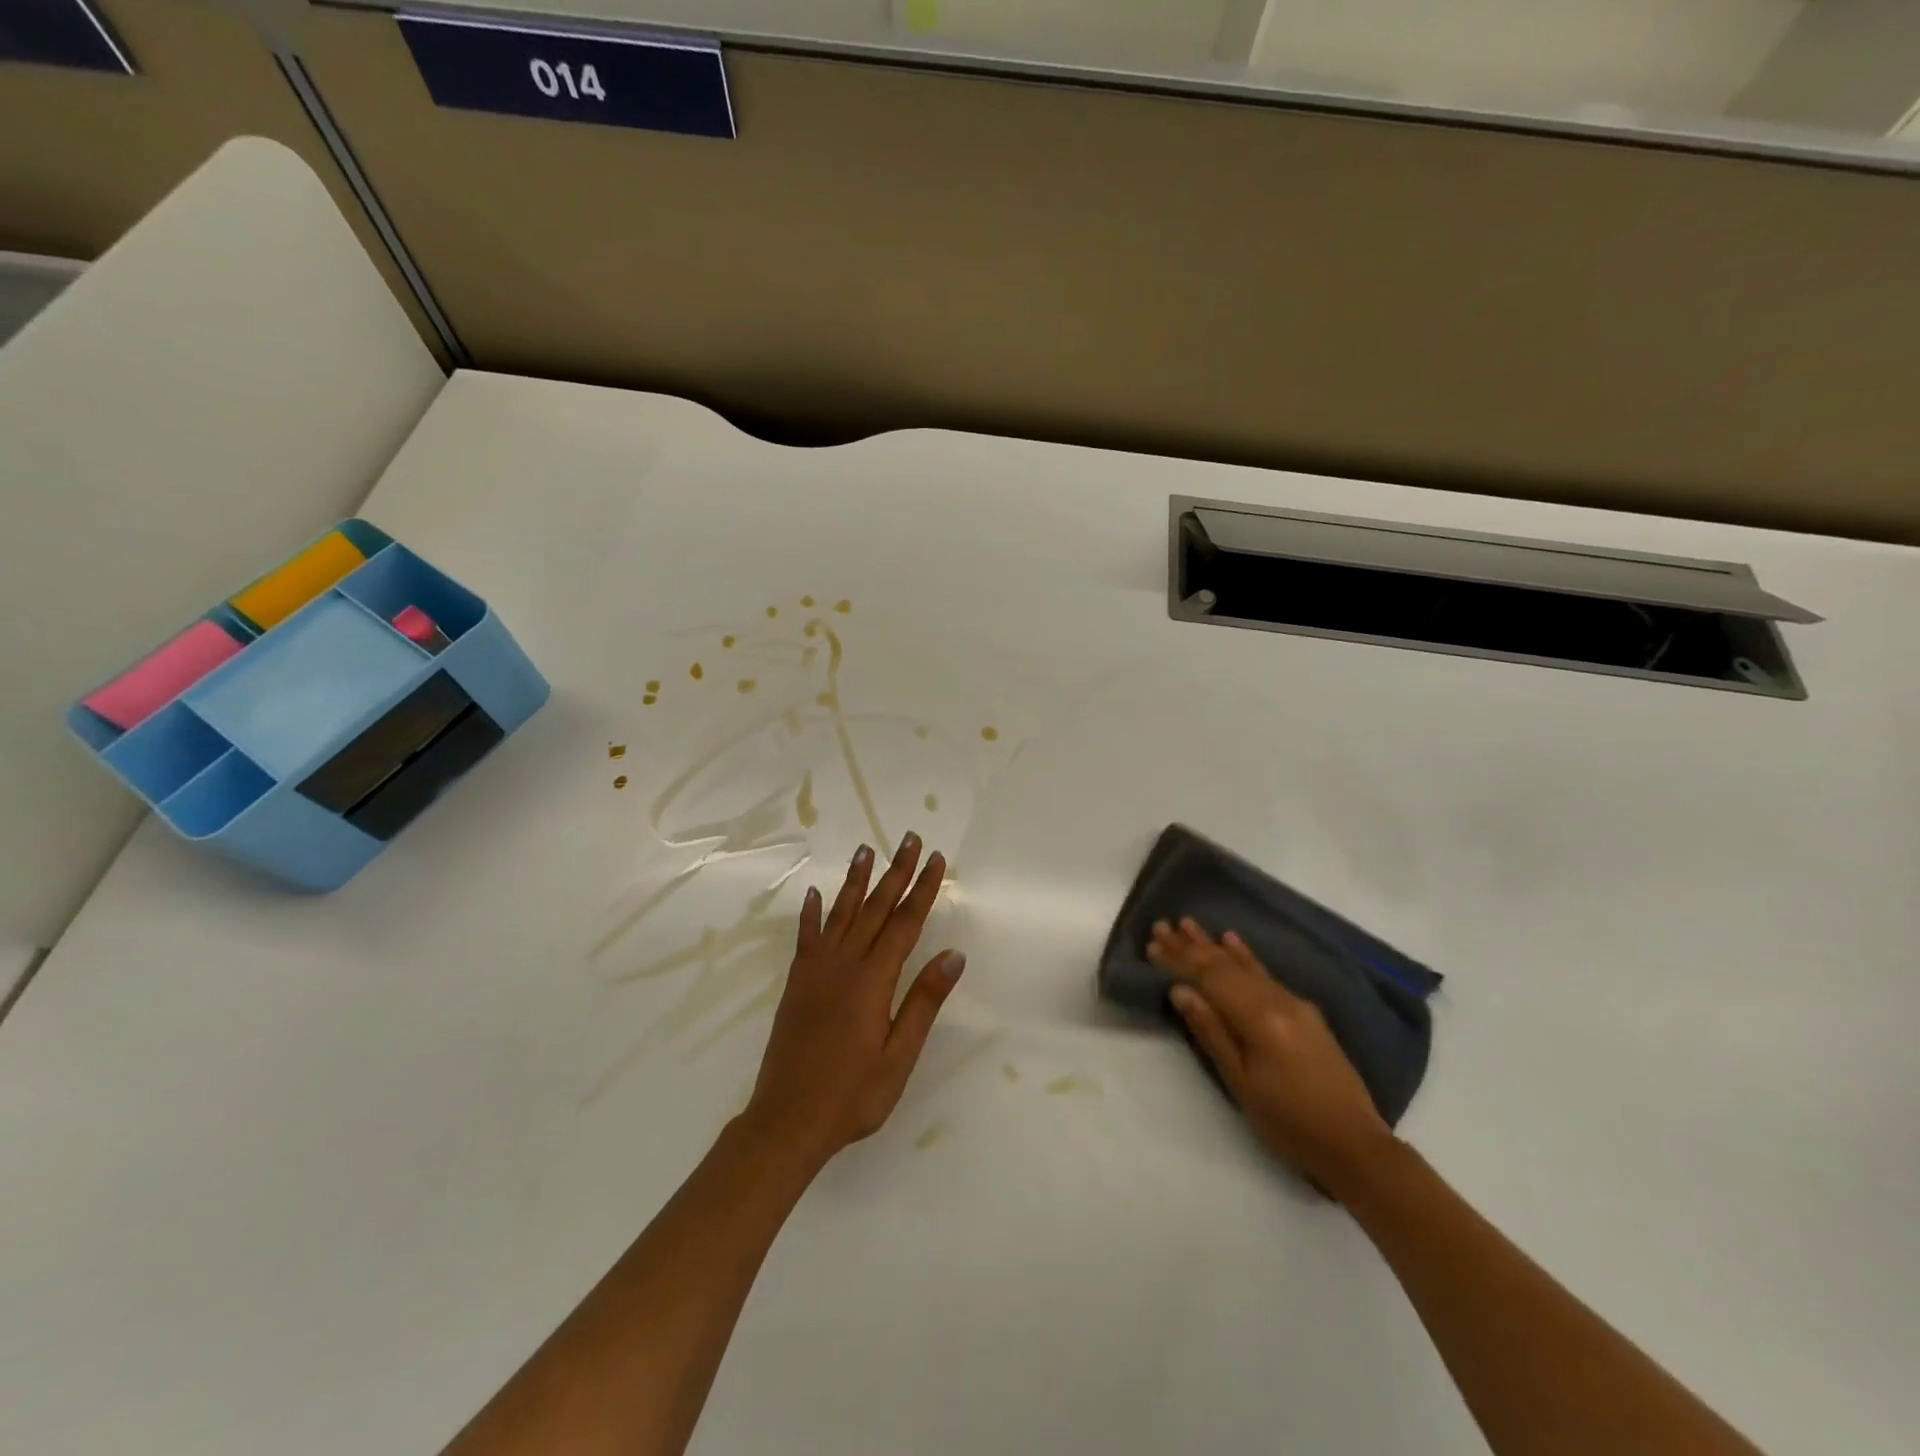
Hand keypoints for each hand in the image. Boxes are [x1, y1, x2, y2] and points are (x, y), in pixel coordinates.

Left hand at [742, 834, 963, 1170]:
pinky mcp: (796, 984)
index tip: (935, 859)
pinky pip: (806, 938)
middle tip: (908, 838)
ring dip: (856, 881)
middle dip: (895, 871)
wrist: (786, 1121)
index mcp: (873, 981)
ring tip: (866, 850)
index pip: (905, 923)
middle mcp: (843, 965)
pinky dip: (811, 914)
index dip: (922, 889)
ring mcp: (815, 971)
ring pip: (841, 914)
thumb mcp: (898, 1056)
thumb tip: (953, 954)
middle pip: (875, 908)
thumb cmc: (852, 1095)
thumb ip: (923, 1002)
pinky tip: (814, 894)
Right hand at [1148, 917, 1393, 1196]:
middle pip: (1225, 967)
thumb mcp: (1241, 1083)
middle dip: (1191, 946)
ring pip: (1245, 966)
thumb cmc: (1288, 1122)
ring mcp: (1294, 1004)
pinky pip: (1266, 974)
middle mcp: (1277, 1000)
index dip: (1179, 962)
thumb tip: (1180, 991)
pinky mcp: (1304, 1012)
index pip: (1210, 979)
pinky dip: (1246, 956)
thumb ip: (1211, 1032)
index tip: (1152, 945)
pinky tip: (1232, 940)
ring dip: (1214, 945)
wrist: (1355, 1145)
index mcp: (1259, 1018)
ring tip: (1188, 924)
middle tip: (1161, 925)